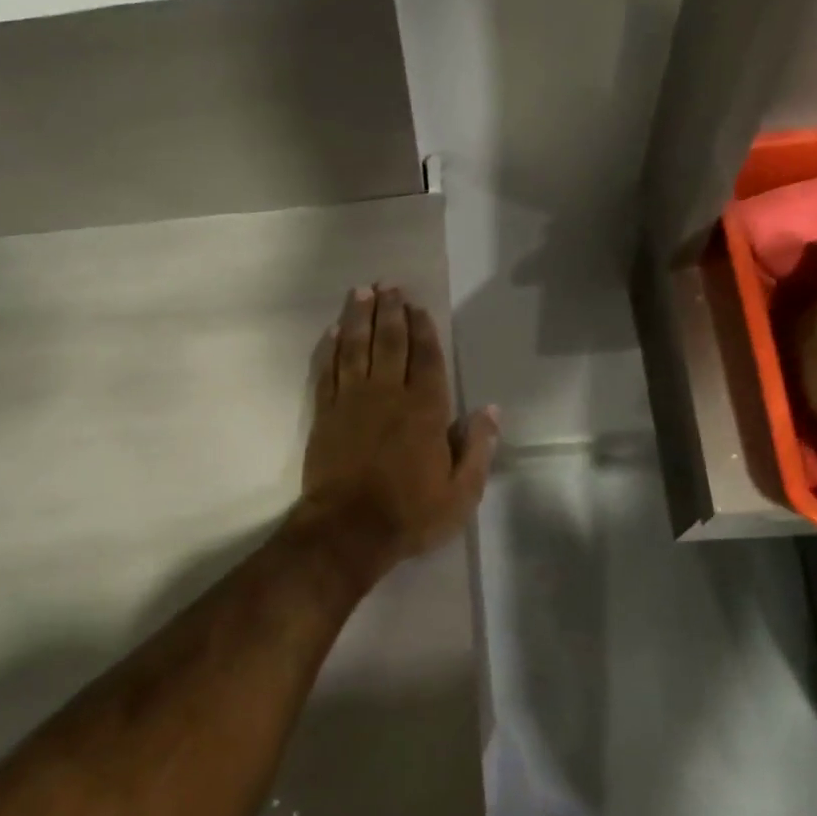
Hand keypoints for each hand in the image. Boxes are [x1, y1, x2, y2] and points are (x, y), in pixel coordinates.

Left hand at [295, 285, 498, 573]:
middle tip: (387, 285)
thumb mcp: (462, 492)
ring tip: (361, 293)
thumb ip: (478, 448)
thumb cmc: (410, 513)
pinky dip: (331, 349)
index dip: (423, 329)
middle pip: (389, 342)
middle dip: (390, 311)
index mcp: (425, 410)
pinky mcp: (325, 414)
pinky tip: (333, 332)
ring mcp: (351, 401)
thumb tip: (491, 410)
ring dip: (358, 318)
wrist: (349, 530)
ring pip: (355, 348)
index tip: (417, 305)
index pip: (426, 358)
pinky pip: (328, 371)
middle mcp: (388, 394)